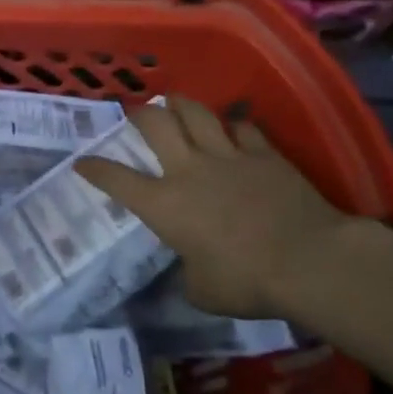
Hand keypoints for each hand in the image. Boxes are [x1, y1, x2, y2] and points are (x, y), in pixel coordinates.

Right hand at [74, 97, 351, 320]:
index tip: (82, 162)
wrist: (310, 262)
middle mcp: (188, 170)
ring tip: (176, 103)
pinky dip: (234, 126)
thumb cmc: (247, 282)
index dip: (94, 168)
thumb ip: (187, 272)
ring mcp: (228, 156)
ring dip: (182, 105)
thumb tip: (191, 267)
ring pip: (197, 113)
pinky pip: (244, 128)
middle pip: (156, 124)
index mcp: (164, 205)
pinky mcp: (265, 154)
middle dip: (140, 114)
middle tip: (137, 114)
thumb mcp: (201, 291)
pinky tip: (234, 129)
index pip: (116, 179)